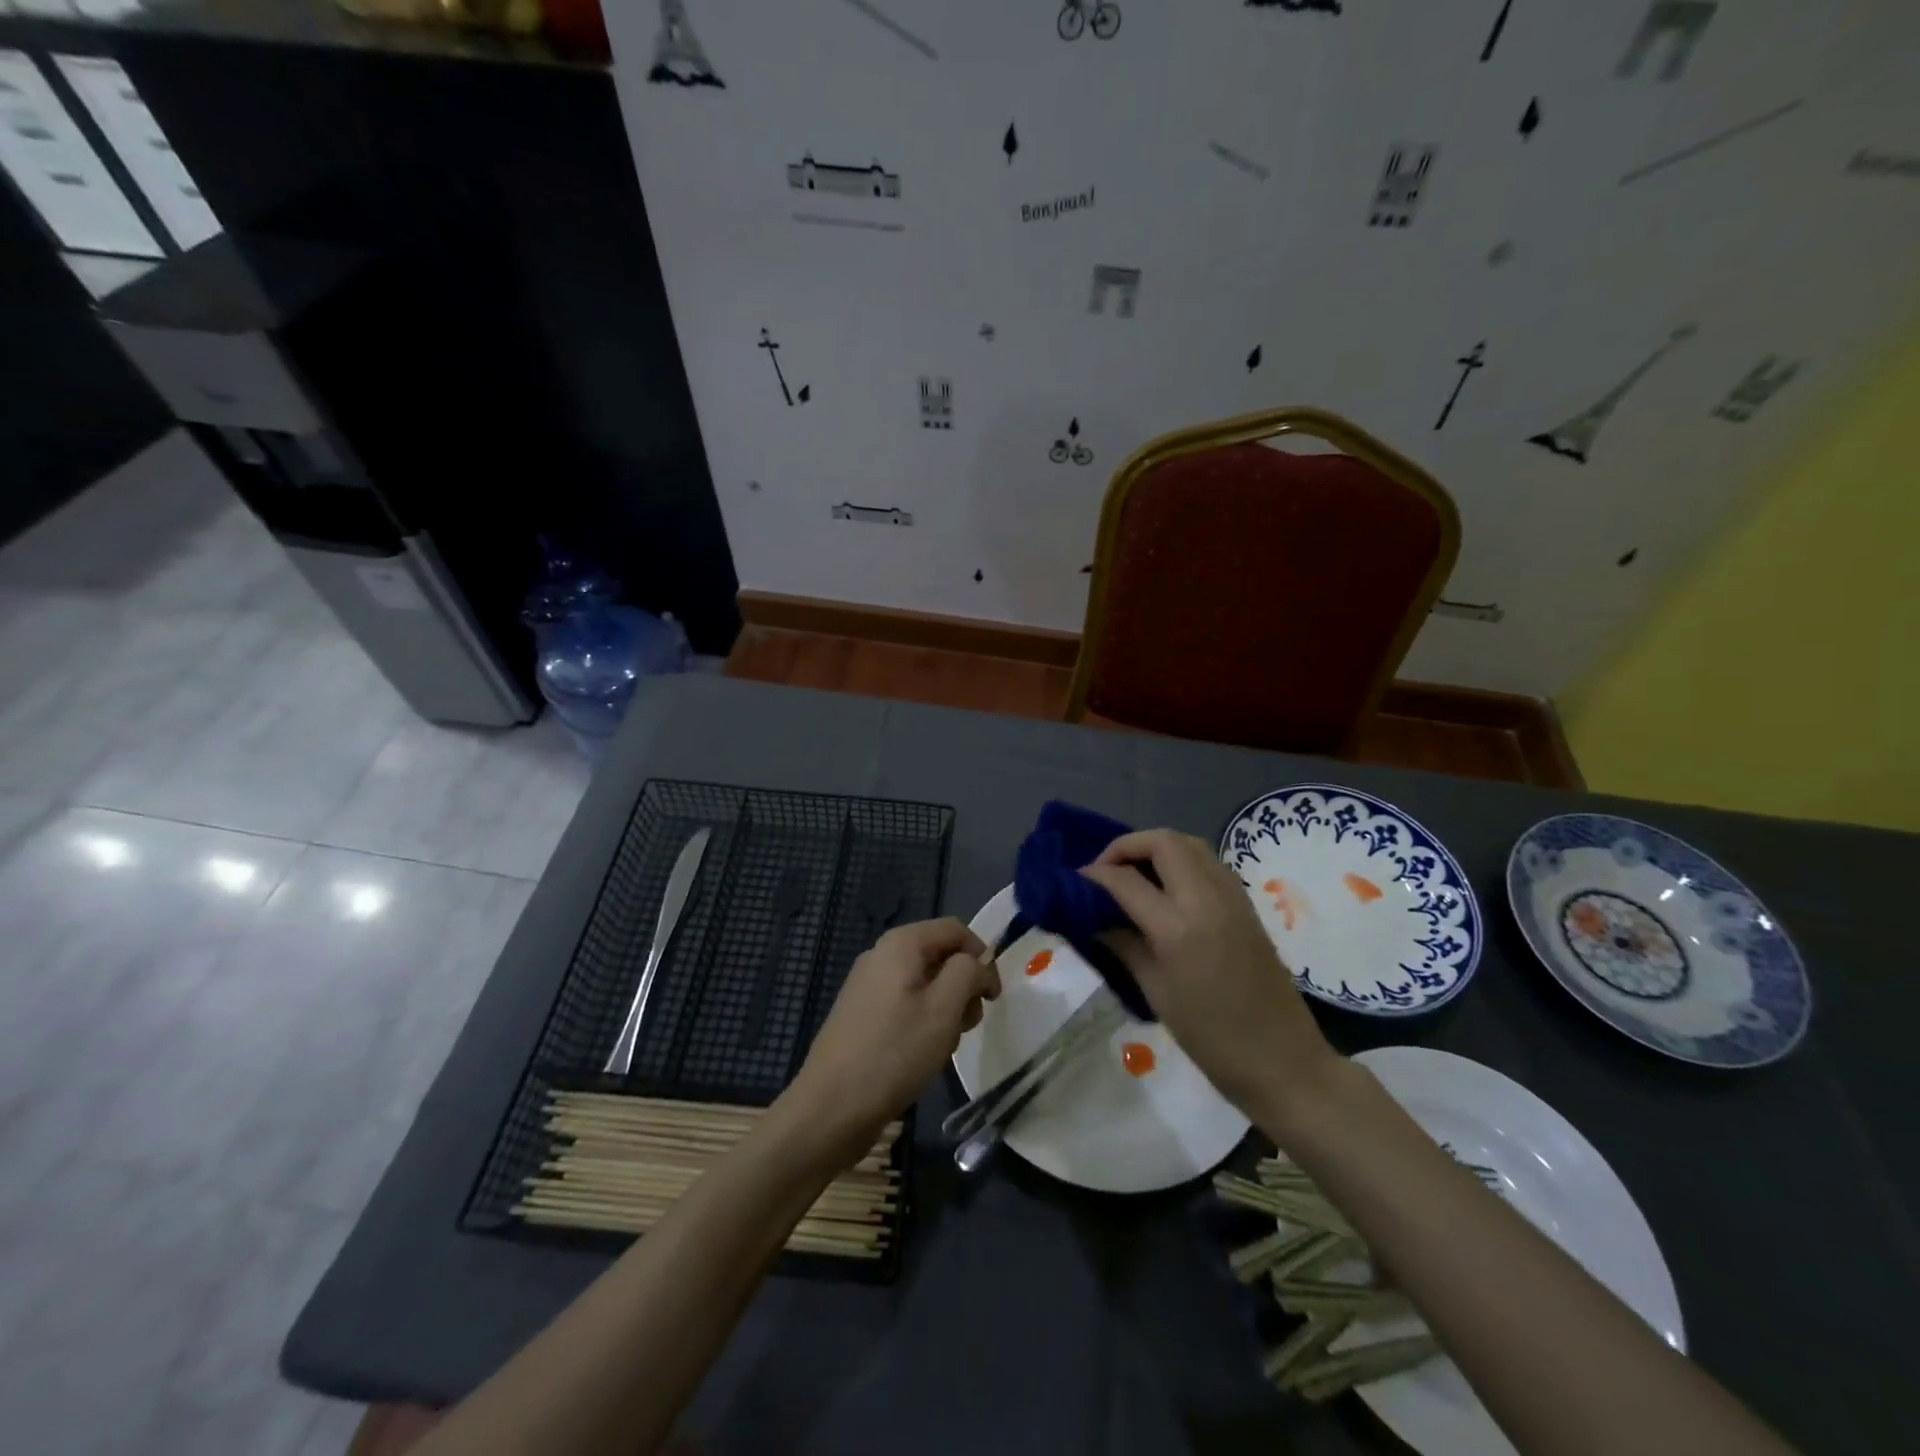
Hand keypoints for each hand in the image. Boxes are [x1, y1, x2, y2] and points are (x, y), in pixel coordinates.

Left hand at [787, 918, 998, 1165]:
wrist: (832, 1106)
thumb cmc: (895, 1052)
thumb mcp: (944, 1008)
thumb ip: (968, 972)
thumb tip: (975, 962)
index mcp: (901, 943)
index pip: (955, 930)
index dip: (981, 956)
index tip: (993, 997)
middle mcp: (881, 954)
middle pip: (939, 955)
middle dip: (963, 985)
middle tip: (969, 1024)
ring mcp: (867, 984)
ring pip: (924, 982)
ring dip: (945, 1007)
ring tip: (944, 1044)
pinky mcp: (861, 1013)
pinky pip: (904, 1002)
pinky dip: (923, 1020)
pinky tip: (922, 1053)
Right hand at [1080, 829, 1339, 1125]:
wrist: (1283, 1061)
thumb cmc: (1211, 1038)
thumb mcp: (1156, 990)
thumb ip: (1123, 943)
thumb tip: (1092, 915)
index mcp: (1179, 927)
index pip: (1125, 880)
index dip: (1094, 875)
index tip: (1074, 882)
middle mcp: (1207, 898)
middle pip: (1162, 842)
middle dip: (1126, 847)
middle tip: (1105, 872)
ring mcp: (1232, 896)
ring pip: (1189, 844)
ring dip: (1155, 849)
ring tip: (1131, 876)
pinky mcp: (1246, 904)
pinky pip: (1207, 863)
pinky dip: (1179, 861)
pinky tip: (1165, 890)